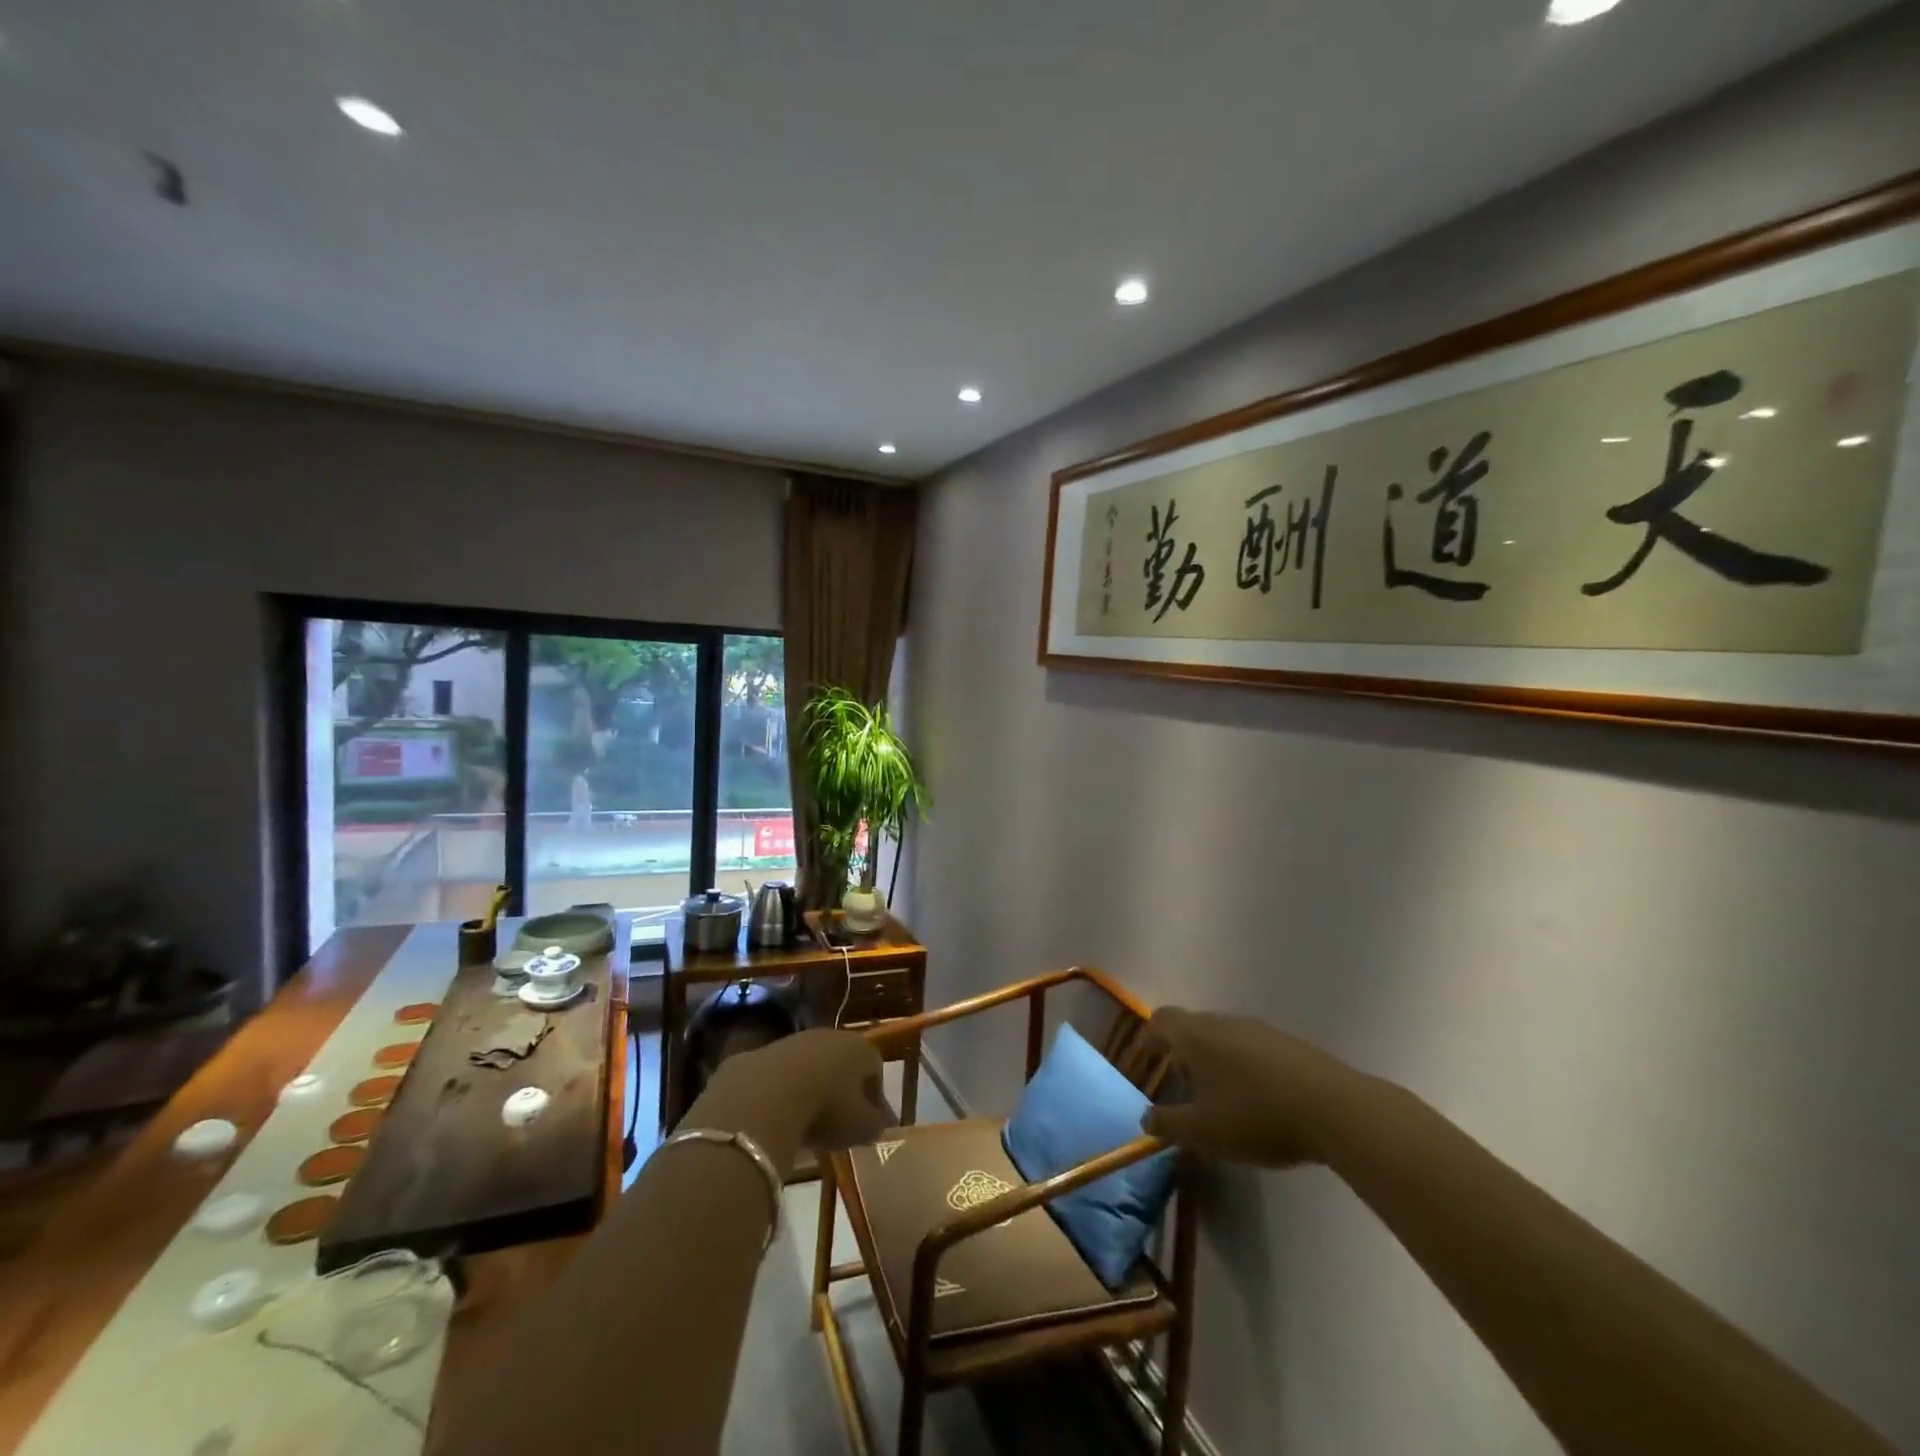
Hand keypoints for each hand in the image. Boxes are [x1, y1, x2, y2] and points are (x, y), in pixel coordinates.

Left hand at [705, 1029, 892, 1152]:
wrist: (766, 1096)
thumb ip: (875, 1124)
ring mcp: (792, 1042)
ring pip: (808, 1066)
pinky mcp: (759, 1054)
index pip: (875, 1068)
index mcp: (860, 1048)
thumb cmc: (827, 1109)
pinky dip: (779, 1094)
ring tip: (805, 1123)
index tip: (871, 1122)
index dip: (875, 1097)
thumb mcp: (861, 1127)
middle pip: (840, 1062)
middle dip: (841, 1088)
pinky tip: (776, 1118)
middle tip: (838, 1121)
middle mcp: (829, 1036)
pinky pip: (777, 1076)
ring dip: (809, 1089)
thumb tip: (878, 1123)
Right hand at [1140, 1007, 1370, 1167]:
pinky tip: (1257, 1099)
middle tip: (1181, 1083)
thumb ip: (1169, 1124)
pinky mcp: (1290, 1045)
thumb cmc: (1256, 1116)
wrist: (1335, 1110)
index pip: (1161, 1020)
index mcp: (1196, 1036)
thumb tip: (1146, 1119)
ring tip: (1219, 1096)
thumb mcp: (1204, 1131)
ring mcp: (1260, 1030)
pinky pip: (1253, 1048)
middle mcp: (1224, 1023)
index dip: (1149, 1037)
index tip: (1146, 1058)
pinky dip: (1243, 1066)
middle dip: (1182, 1052)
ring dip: (1214, 1060)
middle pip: (1193, 1026)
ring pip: (1224, 1037)